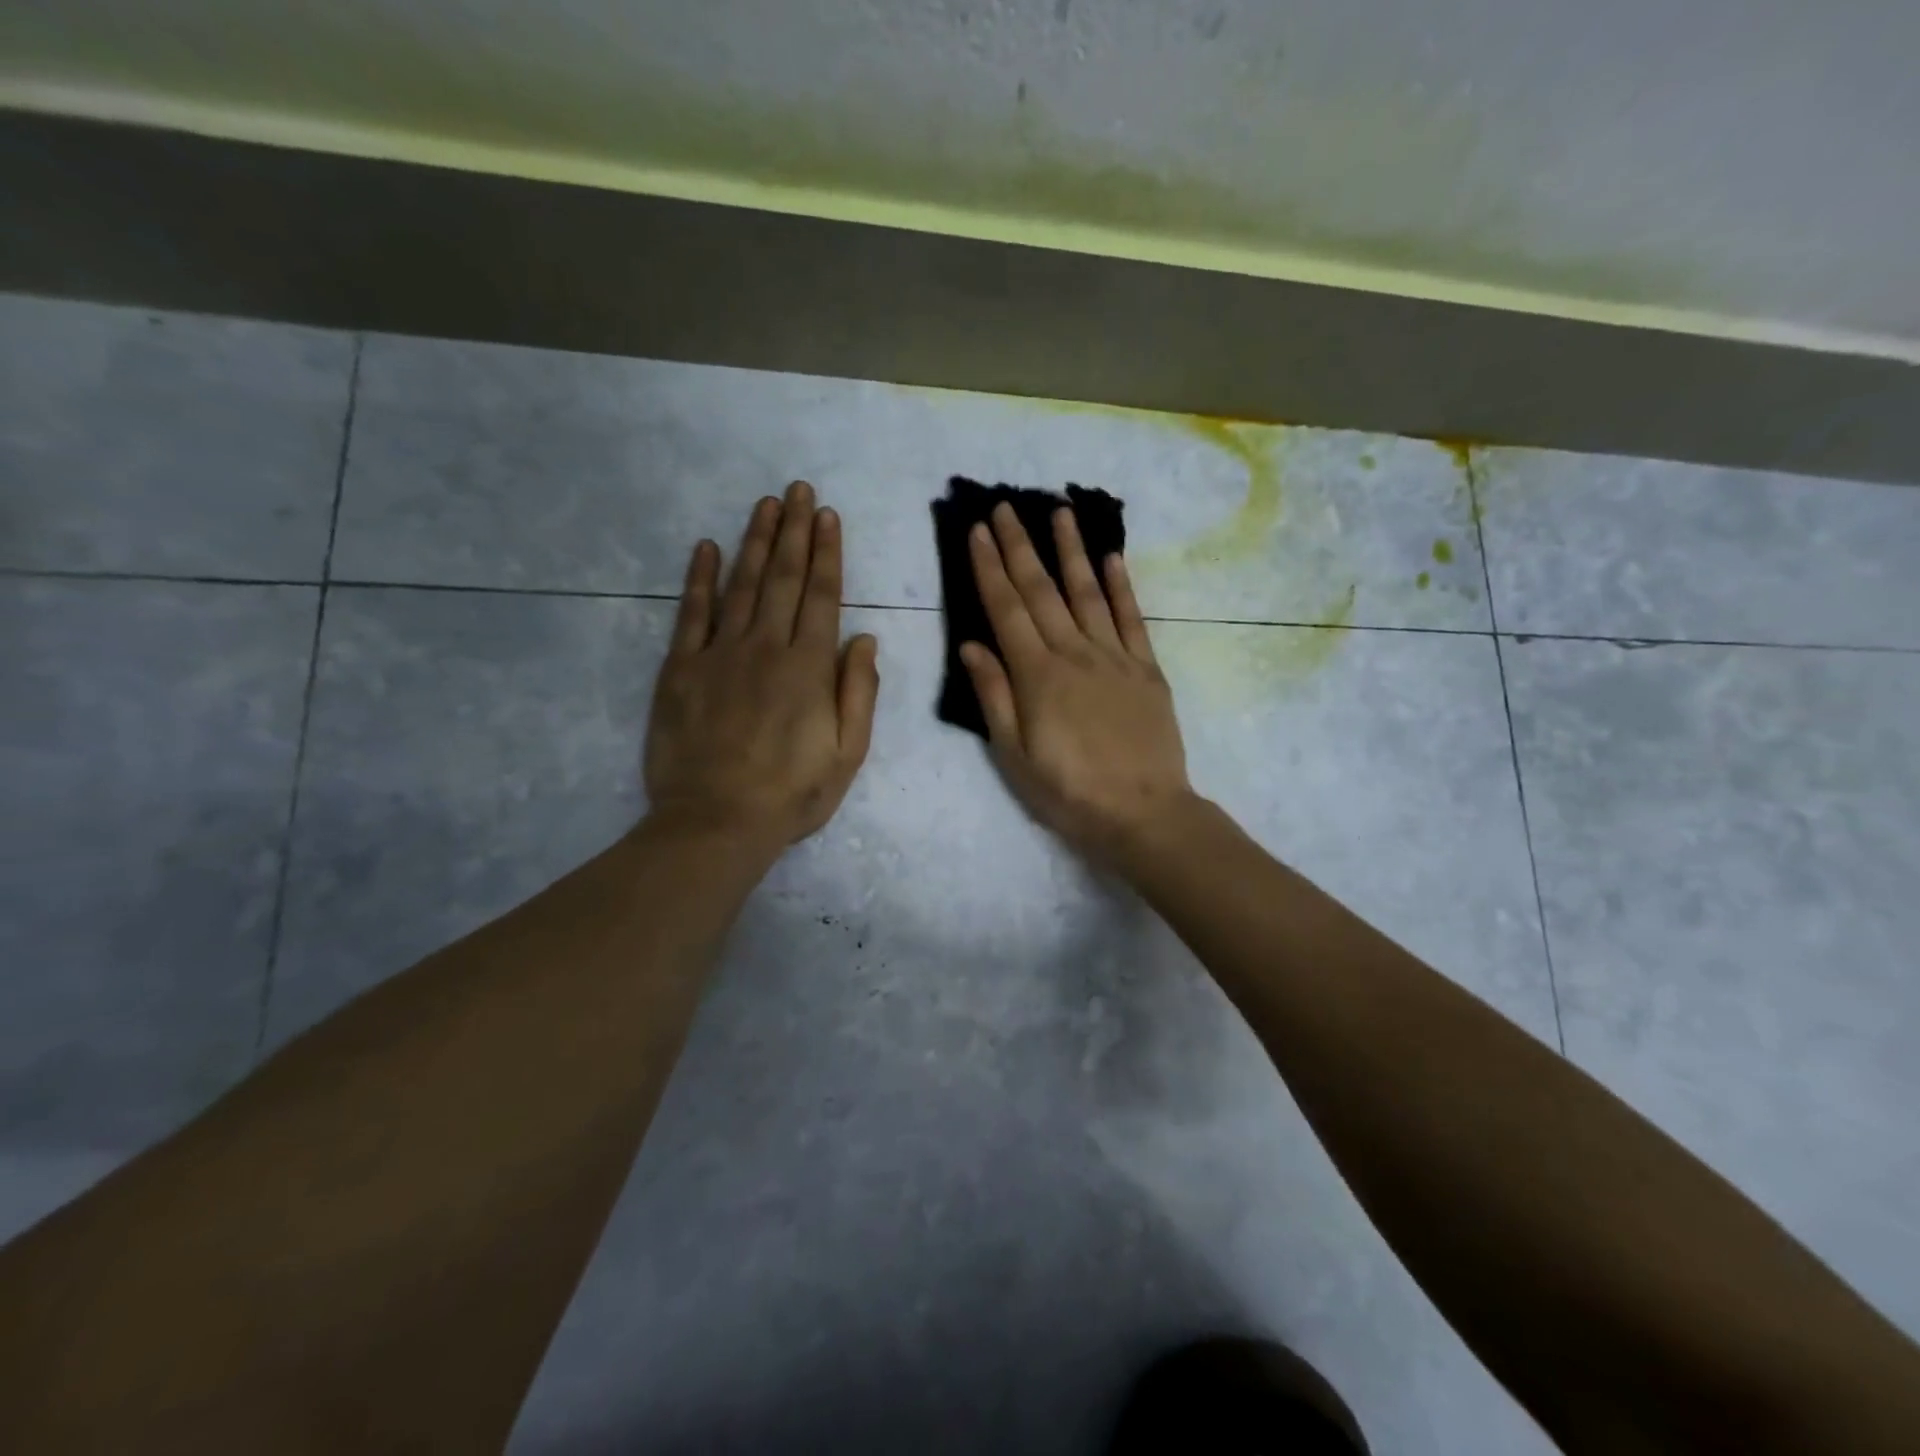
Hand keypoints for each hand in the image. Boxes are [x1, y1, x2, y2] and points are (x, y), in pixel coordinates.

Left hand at [645, 481, 879, 851]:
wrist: (716, 823)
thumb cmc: (792, 795)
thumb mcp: (847, 754)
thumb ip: (859, 693)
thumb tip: (864, 639)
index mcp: (809, 668)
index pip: (823, 597)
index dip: (827, 554)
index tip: (828, 516)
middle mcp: (766, 648)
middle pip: (784, 579)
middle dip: (795, 532)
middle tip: (799, 490)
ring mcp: (719, 654)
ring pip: (742, 585)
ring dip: (756, 542)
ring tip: (766, 505)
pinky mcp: (681, 669)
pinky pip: (691, 613)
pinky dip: (699, 578)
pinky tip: (706, 547)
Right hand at [960, 503, 1193, 861]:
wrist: (1143, 813)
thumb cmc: (1069, 792)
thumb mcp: (1014, 756)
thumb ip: (994, 696)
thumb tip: (971, 645)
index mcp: (1037, 675)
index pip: (1006, 609)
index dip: (989, 567)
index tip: (978, 530)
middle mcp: (1074, 653)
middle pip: (1042, 590)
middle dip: (1020, 546)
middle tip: (1005, 506)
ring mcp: (1115, 657)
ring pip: (1088, 592)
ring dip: (1071, 550)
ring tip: (1060, 511)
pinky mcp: (1147, 669)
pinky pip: (1132, 618)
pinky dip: (1121, 585)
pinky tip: (1111, 558)